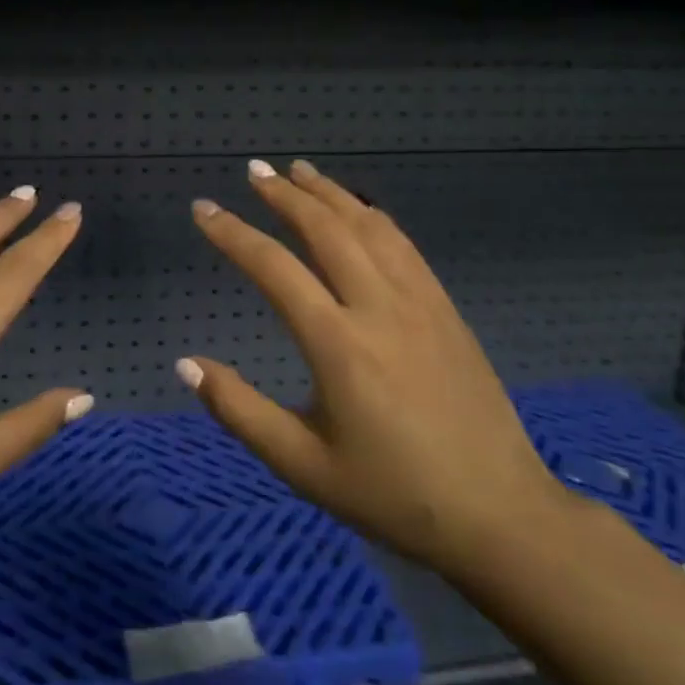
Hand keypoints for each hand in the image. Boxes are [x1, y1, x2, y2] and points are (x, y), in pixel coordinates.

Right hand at [180, 159, 569, 579]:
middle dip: (284, 194)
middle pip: (325, 229)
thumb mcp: (302, 466)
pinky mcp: (445, 308)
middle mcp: (378, 306)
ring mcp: (419, 301)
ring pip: (368, 225)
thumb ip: (239, 410)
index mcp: (338, 344)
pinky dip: (372, 214)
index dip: (232, 234)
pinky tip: (359, 208)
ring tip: (299, 170)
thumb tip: (186, 364)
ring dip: (329, 193)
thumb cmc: (392, 495)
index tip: (203, 209)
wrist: (498, 514)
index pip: (274, 268)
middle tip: (255, 170)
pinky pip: (402, 244)